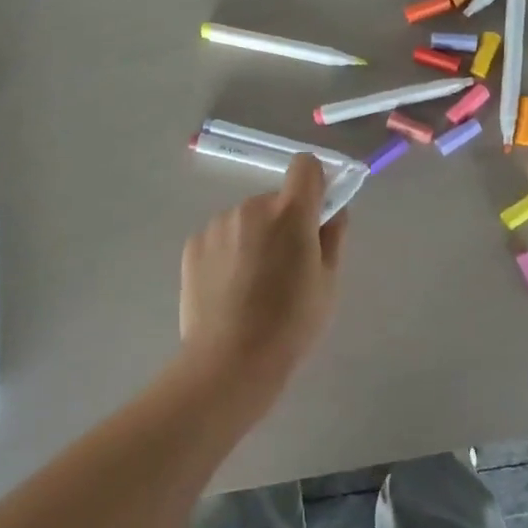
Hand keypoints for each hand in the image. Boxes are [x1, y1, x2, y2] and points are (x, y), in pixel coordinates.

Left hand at [179, 154, 347, 409]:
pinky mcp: (194, 244)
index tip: (317, 211)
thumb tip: (332, 212)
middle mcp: (251, 207)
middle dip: (284, 221)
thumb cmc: (291, 324)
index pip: (305, 165)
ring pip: (246, 219)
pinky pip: (221, 237)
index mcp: (291, 212)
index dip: (315, 182)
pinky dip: (229, 252)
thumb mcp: (328, 283)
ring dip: (254, 237)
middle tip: (287, 266)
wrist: (229, 361)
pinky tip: (229, 289)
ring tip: (253, 284)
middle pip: (275, 200)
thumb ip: (333, 237)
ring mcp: (218, 224)